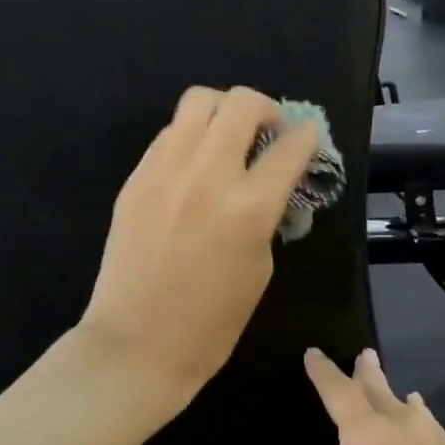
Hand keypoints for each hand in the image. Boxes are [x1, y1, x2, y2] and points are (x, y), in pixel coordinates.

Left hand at [79, 86, 317, 403]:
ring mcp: (165, 170)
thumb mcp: (260, 268)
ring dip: (224, 110)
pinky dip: (191, 136)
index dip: (307, 137)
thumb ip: (265, 216)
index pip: (290, 146)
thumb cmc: (211, 323)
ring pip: (199, 101)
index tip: (308, 138)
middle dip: (267, 109)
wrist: (137, 344)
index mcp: (249, 207)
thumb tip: (267, 187)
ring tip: (229, 137)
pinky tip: (194, 165)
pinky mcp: (136, 177)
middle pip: (242, 102)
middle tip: (269, 133)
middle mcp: (208, 174)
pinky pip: (170, 134)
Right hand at [304, 348, 444, 444]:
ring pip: (408, 408)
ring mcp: (438, 444)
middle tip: (363, 355)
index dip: (323, 371)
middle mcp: (404, 427)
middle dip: (366, 372)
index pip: (339, 392)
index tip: (313, 354)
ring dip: (393, 396)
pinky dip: (417, 420)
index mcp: (367, 436)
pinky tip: (419, 425)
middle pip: (379, 390)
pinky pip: (430, 429)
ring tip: (390, 389)